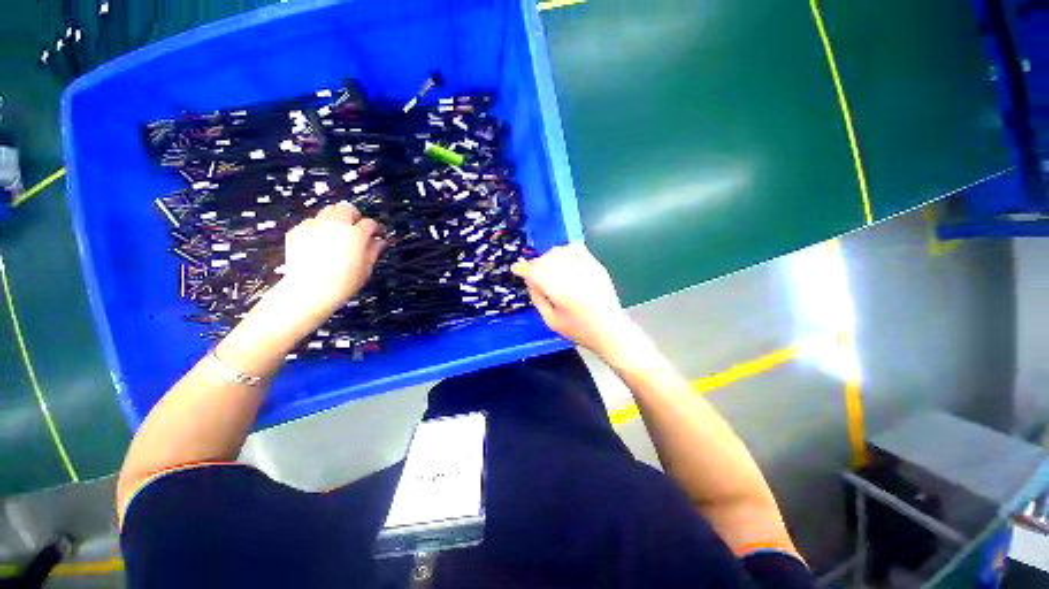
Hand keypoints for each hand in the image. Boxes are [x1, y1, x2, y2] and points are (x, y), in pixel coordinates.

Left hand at [280, 202, 384, 314]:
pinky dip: (317, 229)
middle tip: (355, 230)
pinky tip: (318, 244)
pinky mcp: (297, 231)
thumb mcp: (366, 268)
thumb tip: (379, 241)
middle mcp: (335, 224)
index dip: (374, 229)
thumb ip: (373, 250)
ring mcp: (314, 225)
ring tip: (336, 235)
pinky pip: (310, 223)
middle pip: (347, 208)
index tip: (375, 235)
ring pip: (327, 211)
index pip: (370, 223)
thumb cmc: (344, 282)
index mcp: (356, 233)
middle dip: (353, 216)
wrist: (310, 290)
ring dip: (335, 220)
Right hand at [511, 244, 635, 356]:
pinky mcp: (596, 266)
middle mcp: (572, 276)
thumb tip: (529, 280)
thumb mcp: (551, 320)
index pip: (535, 272)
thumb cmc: (579, 330)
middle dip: (534, 265)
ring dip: (548, 257)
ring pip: (559, 251)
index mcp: (559, 292)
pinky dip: (566, 250)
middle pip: (545, 260)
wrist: (610, 330)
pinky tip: (563, 260)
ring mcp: (586, 269)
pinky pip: (577, 248)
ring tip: (548, 268)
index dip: (523, 268)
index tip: (516, 268)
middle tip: (532, 274)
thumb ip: (537, 298)